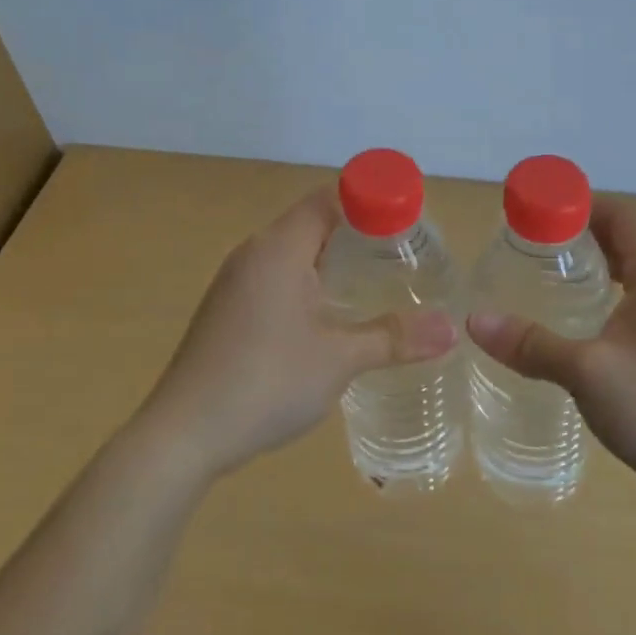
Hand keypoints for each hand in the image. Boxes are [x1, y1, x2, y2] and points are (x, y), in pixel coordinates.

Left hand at [139, 187, 457, 481]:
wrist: (182, 435)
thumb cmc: (265, 383)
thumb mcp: (339, 360)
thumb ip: (395, 338)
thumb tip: (452, 329)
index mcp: (279, 249)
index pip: (329, 199)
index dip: (370, 202)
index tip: (407, 221)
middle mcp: (253, 253)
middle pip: (311, 222)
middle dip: (356, 232)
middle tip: (400, 255)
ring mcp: (234, 282)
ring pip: (291, 252)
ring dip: (330, 259)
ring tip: (372, 282)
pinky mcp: (225, 309)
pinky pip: (274, 277)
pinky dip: (306, 282)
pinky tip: (326, 316)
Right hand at [466, 197, 635, 510]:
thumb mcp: (588, 374)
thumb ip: (532, 345)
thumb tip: (475, 321)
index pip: (620, 216)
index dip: (578, 205)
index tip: (534, 214)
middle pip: (624, 243)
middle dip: (578, 239)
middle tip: (529, 250)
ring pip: (632, 278)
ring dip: (593, 272)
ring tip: (546, 284)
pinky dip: (608, 302)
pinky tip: (580, 330)